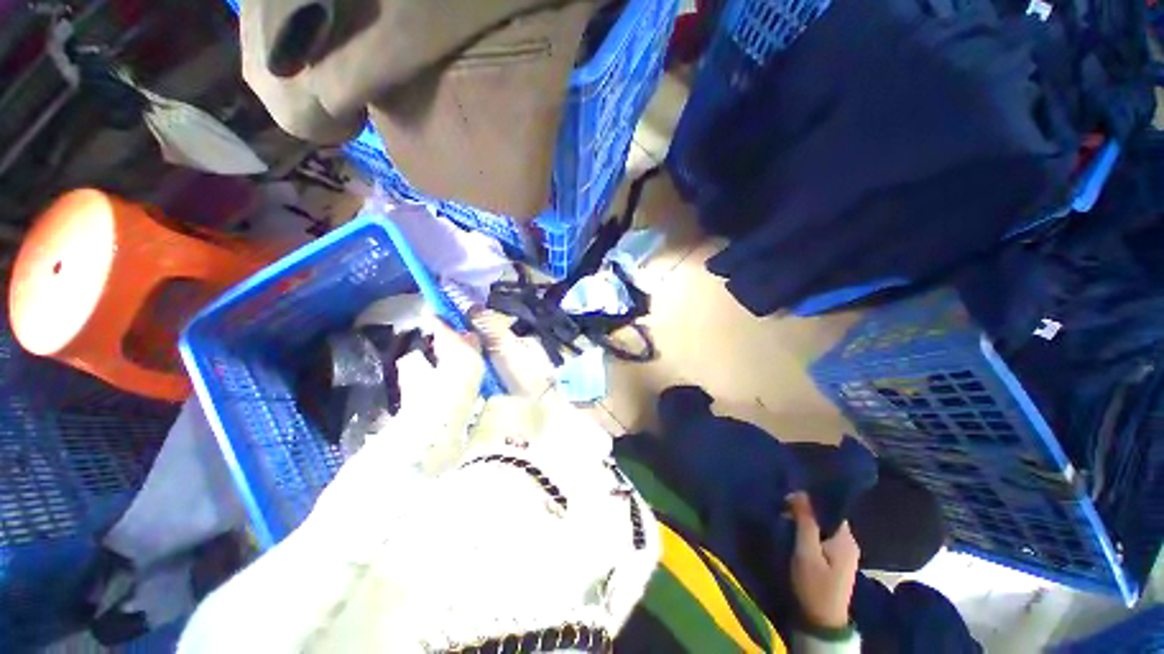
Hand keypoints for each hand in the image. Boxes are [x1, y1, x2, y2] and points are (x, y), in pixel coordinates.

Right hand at [788, 492, 859, 629]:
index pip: (830, 507)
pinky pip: (823, 537)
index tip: (789, 498)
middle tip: (784, 508)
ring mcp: (844, 553)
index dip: (810, 500)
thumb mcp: (806, 552)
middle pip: (827, 516)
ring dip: (806, 522)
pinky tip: (796, 533)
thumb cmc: (814, 585)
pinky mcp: (837, 561)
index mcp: (846, 539)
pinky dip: (810, 532)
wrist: (822, 622)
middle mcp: (849, 542)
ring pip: (824, 527)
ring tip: (787, 519)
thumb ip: (805, 522)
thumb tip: (800, 492)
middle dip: (806, 510)